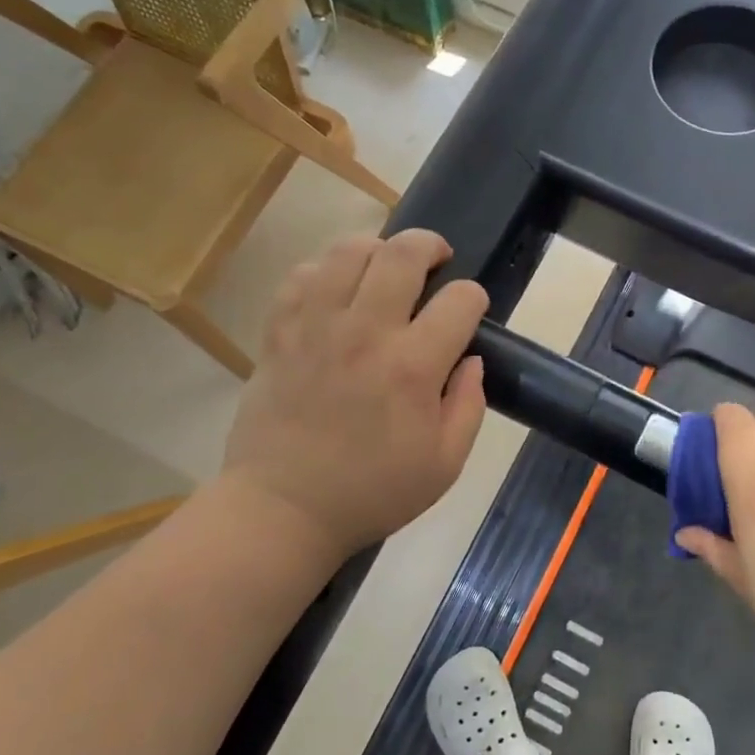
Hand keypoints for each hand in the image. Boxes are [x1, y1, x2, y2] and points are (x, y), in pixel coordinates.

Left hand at [222, 230, 488, 558]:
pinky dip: (326, 271)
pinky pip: (302, 275)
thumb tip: (472, 358)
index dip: (474, 299)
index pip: (460, 300)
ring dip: (378, 250)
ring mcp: (316, 327)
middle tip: (436, 261)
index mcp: (413, 367)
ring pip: (350, 251)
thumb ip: (469, 405)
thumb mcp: (445, 464)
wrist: (284, 508)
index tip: (470, 313)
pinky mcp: (279, 332)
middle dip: (430, 246)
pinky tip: (337, 290)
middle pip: (404, 254)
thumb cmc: (373, 492)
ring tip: (385, 268)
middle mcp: (366, 332)